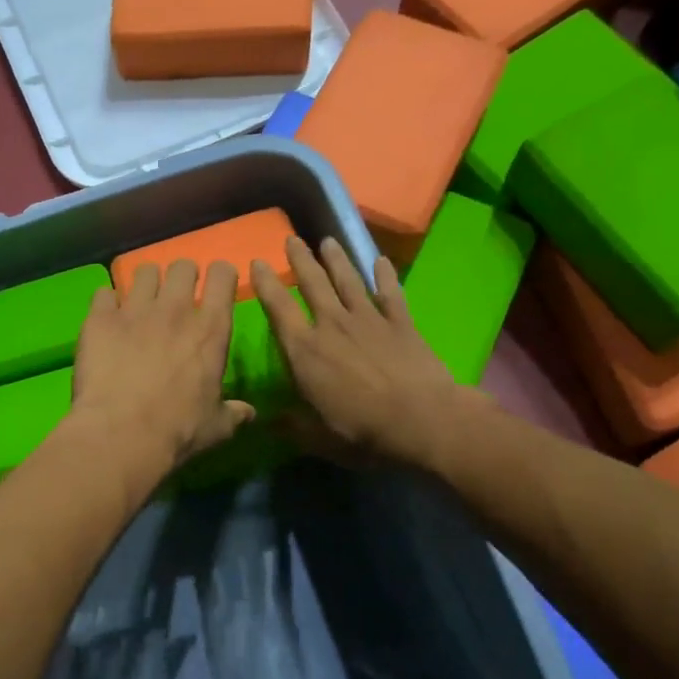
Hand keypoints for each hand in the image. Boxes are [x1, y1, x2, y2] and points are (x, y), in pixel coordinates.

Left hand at [69, 259, 253, 480]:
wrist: (121, 434)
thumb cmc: (178, 430)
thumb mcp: (216, 427)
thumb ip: (233, 413)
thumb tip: (249, 413)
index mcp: (210, 330)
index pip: (223, 276)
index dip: (221, 275)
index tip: (217, 285)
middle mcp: (174, 309)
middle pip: (182, 266)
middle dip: (181, 276)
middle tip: (176, 296)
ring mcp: (134, 310)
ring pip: (143, 271)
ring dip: (145, 284)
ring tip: (140, 303)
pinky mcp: (99, 319)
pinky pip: (103, 293)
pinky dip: (106, 304)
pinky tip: (106, 321)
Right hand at [252, 236, 464, 466]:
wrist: (422, 421)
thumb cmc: (363, 433)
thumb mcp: (319, 439)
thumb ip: (292, 427)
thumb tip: (268, 421)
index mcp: (305, 352)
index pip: (278, 309)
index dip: (265, 284)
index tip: (256, 263)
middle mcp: (332, 326)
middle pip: (313, 284)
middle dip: (300, 260)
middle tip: (291, 239)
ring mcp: (369, 320)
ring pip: (348, 280)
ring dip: (336, 259)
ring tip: (327, 240)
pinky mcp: (401, 323)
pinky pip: (390, 293)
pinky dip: (385, 276)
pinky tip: (381, 261)